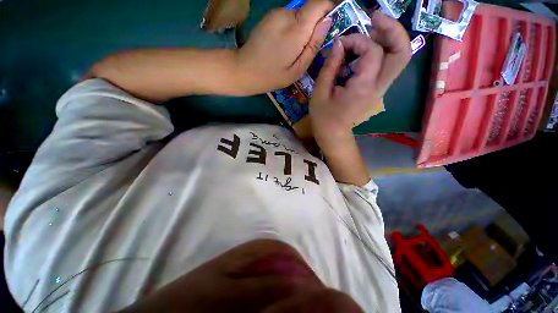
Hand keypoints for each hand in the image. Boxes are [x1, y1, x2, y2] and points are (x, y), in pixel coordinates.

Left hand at [235, 0, 333, 94]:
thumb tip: (328, 21)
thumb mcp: (297, 69)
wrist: (244, 70)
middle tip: (307, 48)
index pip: (320, 4)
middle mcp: (286, 14)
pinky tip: (284, 45)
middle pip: (310, 10)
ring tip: (293, 50)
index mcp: (296, 29)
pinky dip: (292, 29)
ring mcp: (276, 13)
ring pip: (299, 15)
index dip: (330, 9)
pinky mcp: (270, 16)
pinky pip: (289, 18)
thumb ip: (314, 45)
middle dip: (314, 25)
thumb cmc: (272, 76)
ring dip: (302, 29)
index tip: (331, 24)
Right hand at [310, 11, 410, 145]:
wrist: (333, 134)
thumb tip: (339, 43)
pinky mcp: (378, 89)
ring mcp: (381, 88)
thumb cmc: (323, 117)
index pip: (373, 52)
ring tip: (371, 30)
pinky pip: (388, 64)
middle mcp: (378, 87)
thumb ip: (330, 66)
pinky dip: (382, 50)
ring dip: (389, 38)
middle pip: (402, 52)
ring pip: (399, 57)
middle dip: (392, 29)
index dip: (358, 40)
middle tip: (374, 18)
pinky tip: (365, 48)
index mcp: (362, 88)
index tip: (341, 43)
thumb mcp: (320, 92)